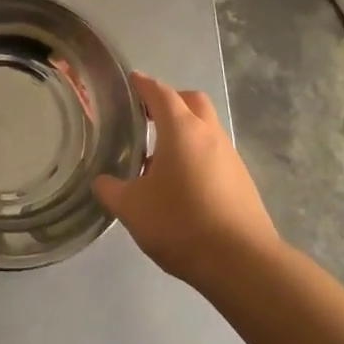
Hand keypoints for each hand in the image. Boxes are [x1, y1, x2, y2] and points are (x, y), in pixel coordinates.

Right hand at [92, 72, 278, 285]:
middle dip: (169, 102)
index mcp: (181, 129)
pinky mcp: (242, 181)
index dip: (143, 84)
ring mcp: (230, 157)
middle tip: (146, 117)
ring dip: (184, 131)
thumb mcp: (132, 209)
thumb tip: (101, 182)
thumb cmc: (181, 223)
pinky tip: (181, 185)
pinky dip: (196, 156)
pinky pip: (214, 154)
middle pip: (191, 102)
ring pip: (205, 129)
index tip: (130, 80)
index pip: (160, 93)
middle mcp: (209, 134)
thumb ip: (111, 190)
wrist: (242, 263)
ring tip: (158, 157)